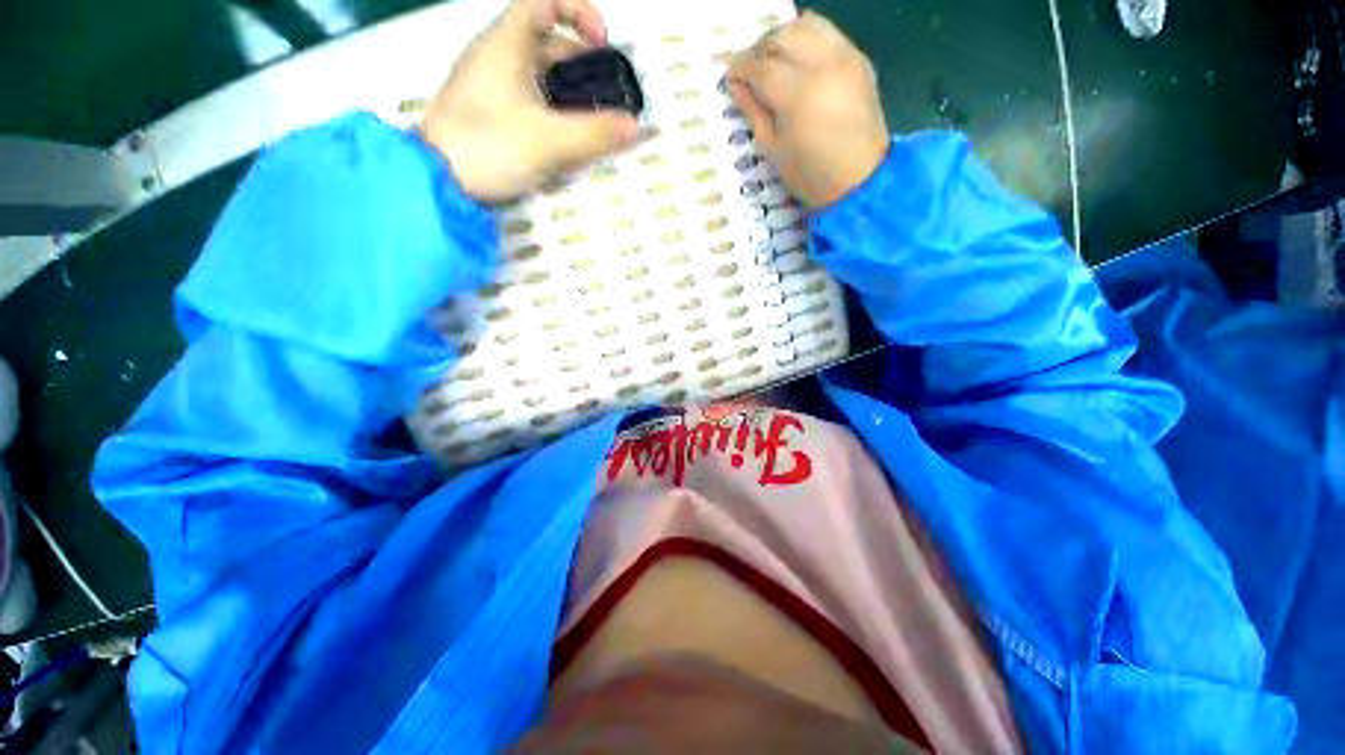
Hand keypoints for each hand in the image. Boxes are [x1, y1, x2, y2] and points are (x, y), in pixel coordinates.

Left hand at [422, 0, 639, 202]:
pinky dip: (554, 116)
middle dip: (584, 68)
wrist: (438, 181)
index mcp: (506, 43)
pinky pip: (530, 104)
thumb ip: (595, 134)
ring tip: (594, 128)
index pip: (545, 1)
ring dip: (571, 98)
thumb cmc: (490, 146)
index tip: (603, 44)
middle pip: (549, 45)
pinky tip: (567, 144)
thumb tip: (635, 127)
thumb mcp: (549, 140)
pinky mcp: (491, 115)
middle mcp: (498, 57)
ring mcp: (492, 88)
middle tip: (608, 99)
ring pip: (541, 79)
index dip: (580, 11)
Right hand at [727, 13, 889, 208]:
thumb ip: (753, 111)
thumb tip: (736, 85)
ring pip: (806, 25)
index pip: (761, 67)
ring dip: (782, 37)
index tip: (730, 77)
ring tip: (772, 60)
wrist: (860, 180)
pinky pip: (828, 33)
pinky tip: (798, 59)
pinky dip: (807, 38)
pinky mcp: (859, 59)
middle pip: (782, 37)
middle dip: (758, 49)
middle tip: (749, 70)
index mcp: (797, 94)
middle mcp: (822, 64)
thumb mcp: (773, 150)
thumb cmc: (810, 175)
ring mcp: (845, 57)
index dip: (740, 68)